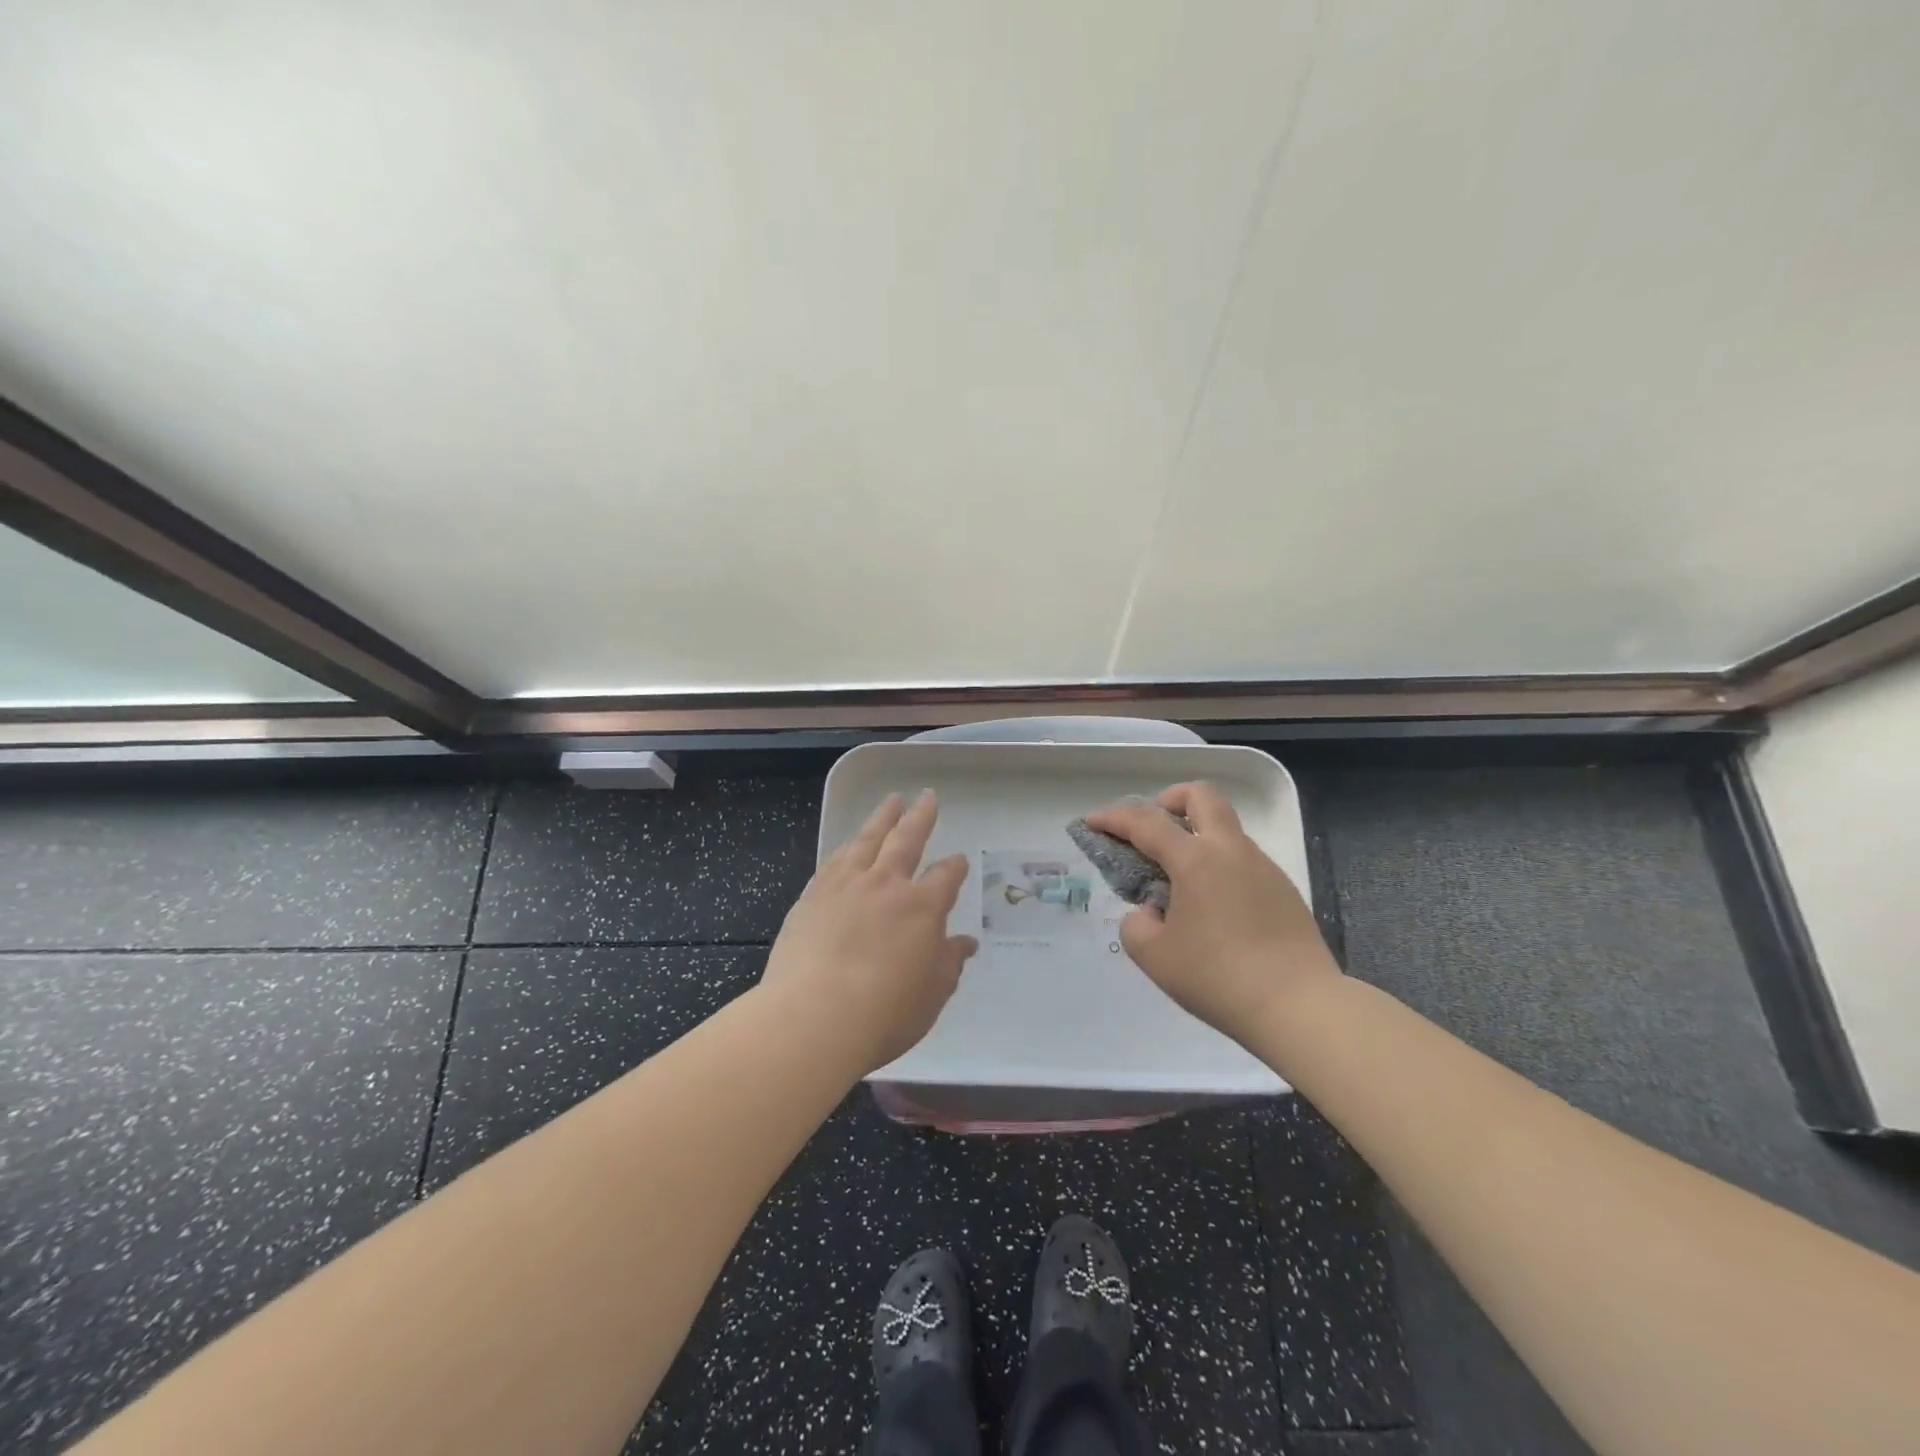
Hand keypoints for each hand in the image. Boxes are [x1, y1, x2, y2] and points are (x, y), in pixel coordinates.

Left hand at [761, 790, 977, 1072]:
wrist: (815, 1016)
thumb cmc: (885, 1012)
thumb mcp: (932, 994)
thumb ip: (949, 962)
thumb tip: (965, 943)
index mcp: (922, 906)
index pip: (946, 877)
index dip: (955, 867)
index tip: (959, 861)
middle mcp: (887, 885)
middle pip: (908, 840)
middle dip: (921, 817)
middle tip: (928, 796)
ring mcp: (846, 885)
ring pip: (868, 839)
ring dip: (883, 818)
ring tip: (892, 800)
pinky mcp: (813, 895)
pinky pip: (835, 860)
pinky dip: (847, 846)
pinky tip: (849, 844)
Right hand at [1085, 782, 1340, 1043]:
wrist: (1300, 1007)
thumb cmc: (1218, 978)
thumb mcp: (1155, 957)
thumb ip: (1138, 924)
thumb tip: (1154, 911)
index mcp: (1196, 860)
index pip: (1146, 823)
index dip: (1113, 818)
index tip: (1092, 821)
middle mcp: (1231, 851)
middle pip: (1201, 797)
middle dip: (1169, 800)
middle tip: (1151, 827)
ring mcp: (1263, 867)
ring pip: (1225, 828)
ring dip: (1196, 835)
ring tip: (1178, 879)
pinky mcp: (1284, 890)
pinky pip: (1243, 859)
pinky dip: (1218, 864)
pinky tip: (1212, 906)